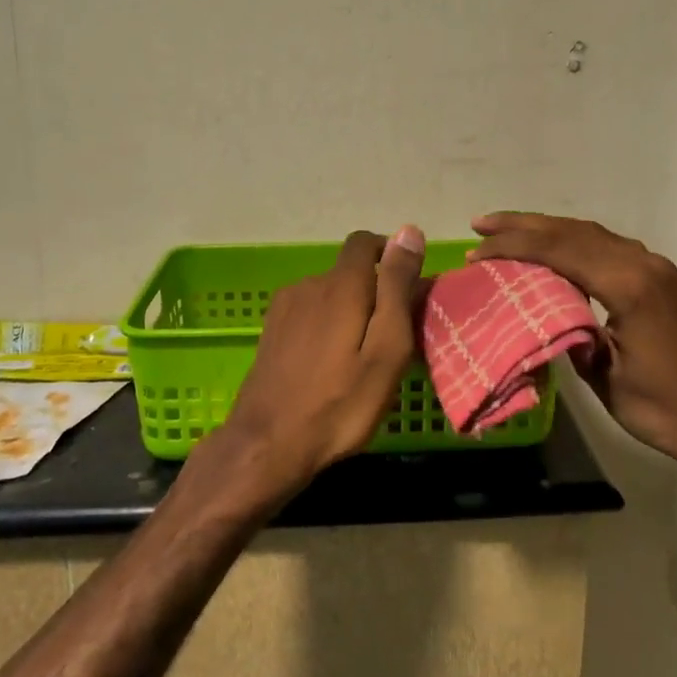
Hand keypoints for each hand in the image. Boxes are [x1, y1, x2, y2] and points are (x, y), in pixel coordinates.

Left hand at [196, 227, 425, 504]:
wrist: (267, 445)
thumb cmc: (339, 403)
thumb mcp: (387, 348)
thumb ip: (397, 287)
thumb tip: (409, 231)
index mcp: (341, 285)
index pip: (366, 242)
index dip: (390, 255)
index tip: (408, 288)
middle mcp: (309, 285)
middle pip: (349, 273)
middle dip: (375, 293)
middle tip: (393, 339)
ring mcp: (284, 309)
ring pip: (329, 295)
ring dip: (350, 312)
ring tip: (363, 358)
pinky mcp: (271, 332)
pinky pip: (310, 314)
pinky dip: (328, 327)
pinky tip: (331, 366)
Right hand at [470, 213, 676, 465]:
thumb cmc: (663, 408)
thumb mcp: (604, 376)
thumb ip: (571, 334)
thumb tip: (541, 313)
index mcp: (628, 285)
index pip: (560, 250)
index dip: (513, 247)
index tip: (475, 251)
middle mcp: (642, 264)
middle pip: (572, 230)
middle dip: (522, 225)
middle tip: (479, 225)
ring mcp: (653, 268)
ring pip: (590, 233)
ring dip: (546, 229)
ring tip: (504, 231)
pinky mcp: (658, 279)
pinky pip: (606, 246)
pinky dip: (571, 241)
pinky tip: (551, 250)